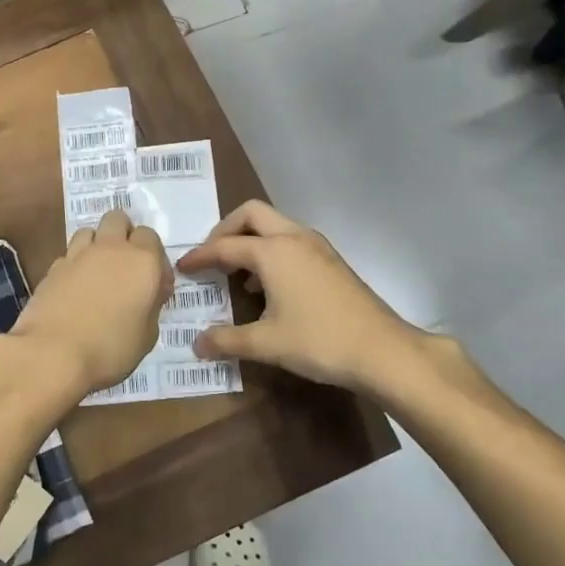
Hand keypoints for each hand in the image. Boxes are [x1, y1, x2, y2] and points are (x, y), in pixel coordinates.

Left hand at [9, 209, 172, 396]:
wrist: (53, 354)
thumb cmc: (111, 348)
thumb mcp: (148, 335)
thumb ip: (150, 305)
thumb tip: (146, 293)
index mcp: (142, 261)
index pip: (150, 236)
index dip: (153, 257)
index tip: (152, 283)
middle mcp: (111, 249)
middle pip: (118, 219)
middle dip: (123, 234)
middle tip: (124, 267)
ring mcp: (77, 255)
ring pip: (90, 231)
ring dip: (96, 244)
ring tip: (97, 273)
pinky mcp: (52, 267)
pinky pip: (69, 254)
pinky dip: (75, 264)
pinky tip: (74, 288)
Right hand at [177, 200, 428, 393]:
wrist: (383, 351)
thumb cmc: (319, 341)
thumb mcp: (266, 344)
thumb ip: (227, 340)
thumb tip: (196, 345)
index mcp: (273, 251)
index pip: (224, 245)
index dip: (199, 256)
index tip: (181, 267)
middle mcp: (294, 238)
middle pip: (251, 214)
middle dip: (226, 230)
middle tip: (211, 257)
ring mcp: (317, 246)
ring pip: (275, 225)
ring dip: (251, 240)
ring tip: (237, 274)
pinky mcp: (331, 260)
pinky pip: (291, 241)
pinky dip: (272, 251)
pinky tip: (269, 287)